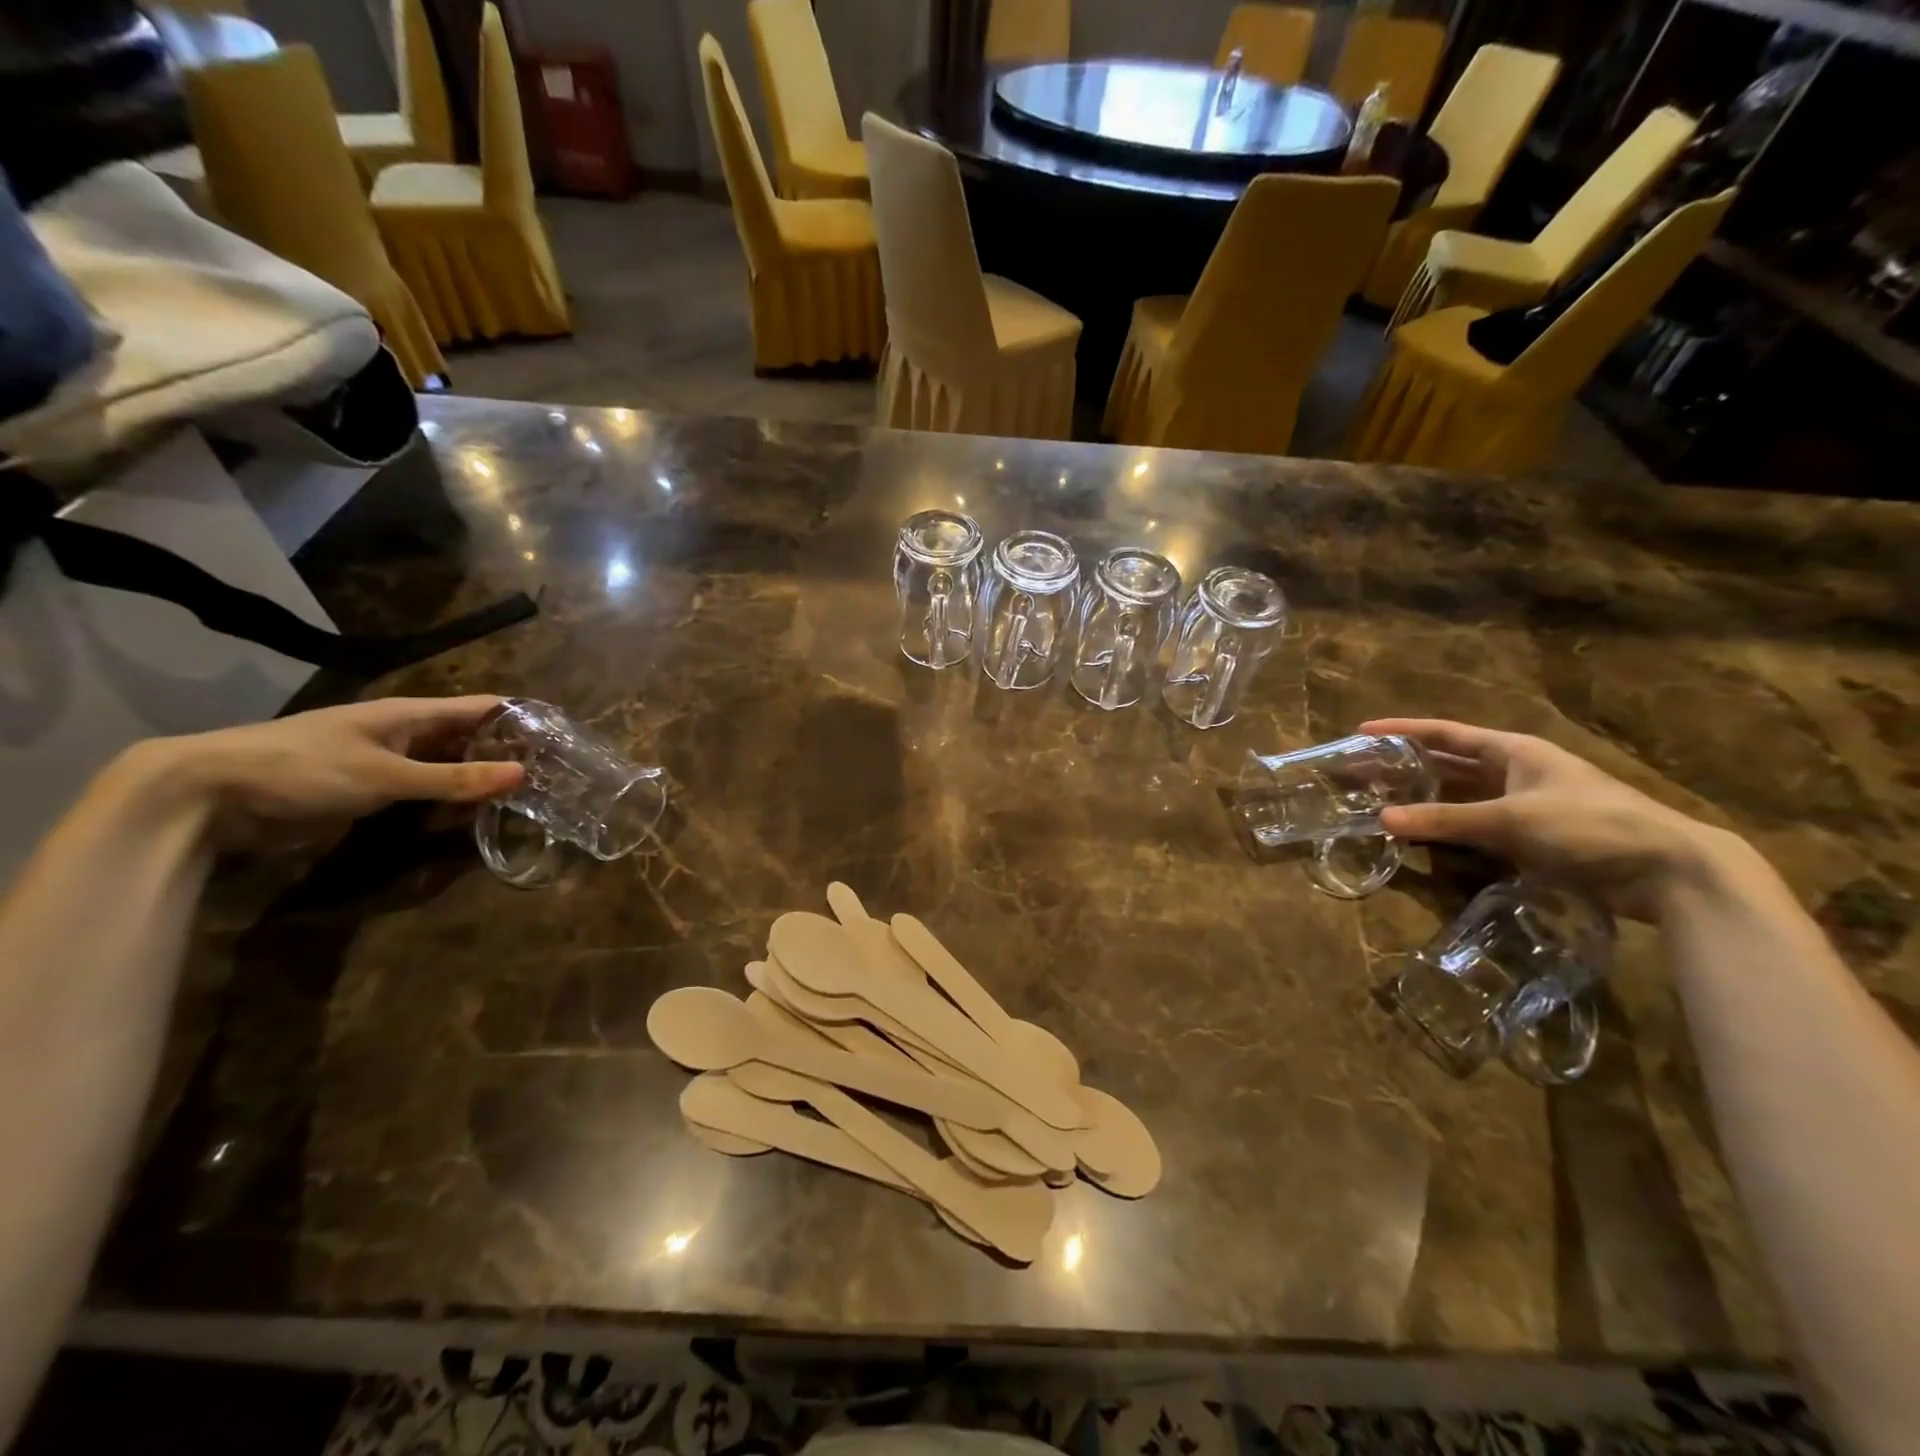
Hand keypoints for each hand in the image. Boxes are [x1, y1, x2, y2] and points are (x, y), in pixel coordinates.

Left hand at [128, 696, 524, 844]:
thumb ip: (454, 778)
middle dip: (507, 749)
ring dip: (480, 774)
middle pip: (469, 735)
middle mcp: (404, 732)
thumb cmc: (303, 769)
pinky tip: (475, 811)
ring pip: (447, 763)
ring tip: (527, 793)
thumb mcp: (386, 776)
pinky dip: (451, 796)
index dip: (521, 717)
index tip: (562, 735)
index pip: (482, 707)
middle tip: (554, 772)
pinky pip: (424, 788)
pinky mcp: (369, 789)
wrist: (209, 795)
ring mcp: (386, 760)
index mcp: (410, 714)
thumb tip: (522, 775)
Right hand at [1364, 718, 1741, 921]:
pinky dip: (1447, 826)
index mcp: (1514, 751)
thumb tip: (1381, 820)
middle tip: (1362, 772)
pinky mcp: (1532, 837)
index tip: (1361, 731)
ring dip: (1424, 797)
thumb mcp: (1510, 820)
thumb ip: (1445, 820)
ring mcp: (1525, 805)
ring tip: (1381, 801)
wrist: (1669, 871)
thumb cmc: (1589, 826)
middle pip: (1449, 762)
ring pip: (1460, 795)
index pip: (1445, 733)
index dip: (1402, 730)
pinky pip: (1475, 824)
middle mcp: (1516, 771)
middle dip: (1405, 765)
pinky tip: (1423, 835)